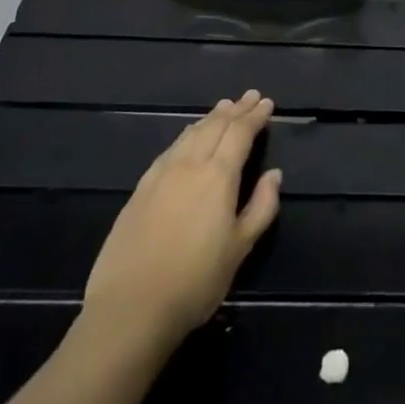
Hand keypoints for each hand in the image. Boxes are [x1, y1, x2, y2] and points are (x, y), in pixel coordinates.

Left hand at [83, 90, 282, 348]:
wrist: (130, 307)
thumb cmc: (195, 281)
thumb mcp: (240, 248)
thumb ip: (261, 207)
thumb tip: (274, 174)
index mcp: (218, 175)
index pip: (240, 133)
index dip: (254, 116)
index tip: (266, 102)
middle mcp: (189, 164)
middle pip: (215, 126)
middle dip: (235, 110)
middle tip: (249, 96)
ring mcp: (161, 174)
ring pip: (190, 134)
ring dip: (210, 118)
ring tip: (223, 108)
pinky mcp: (140, 189)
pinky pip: (170, 149)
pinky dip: (186, 135)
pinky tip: (187, 137)